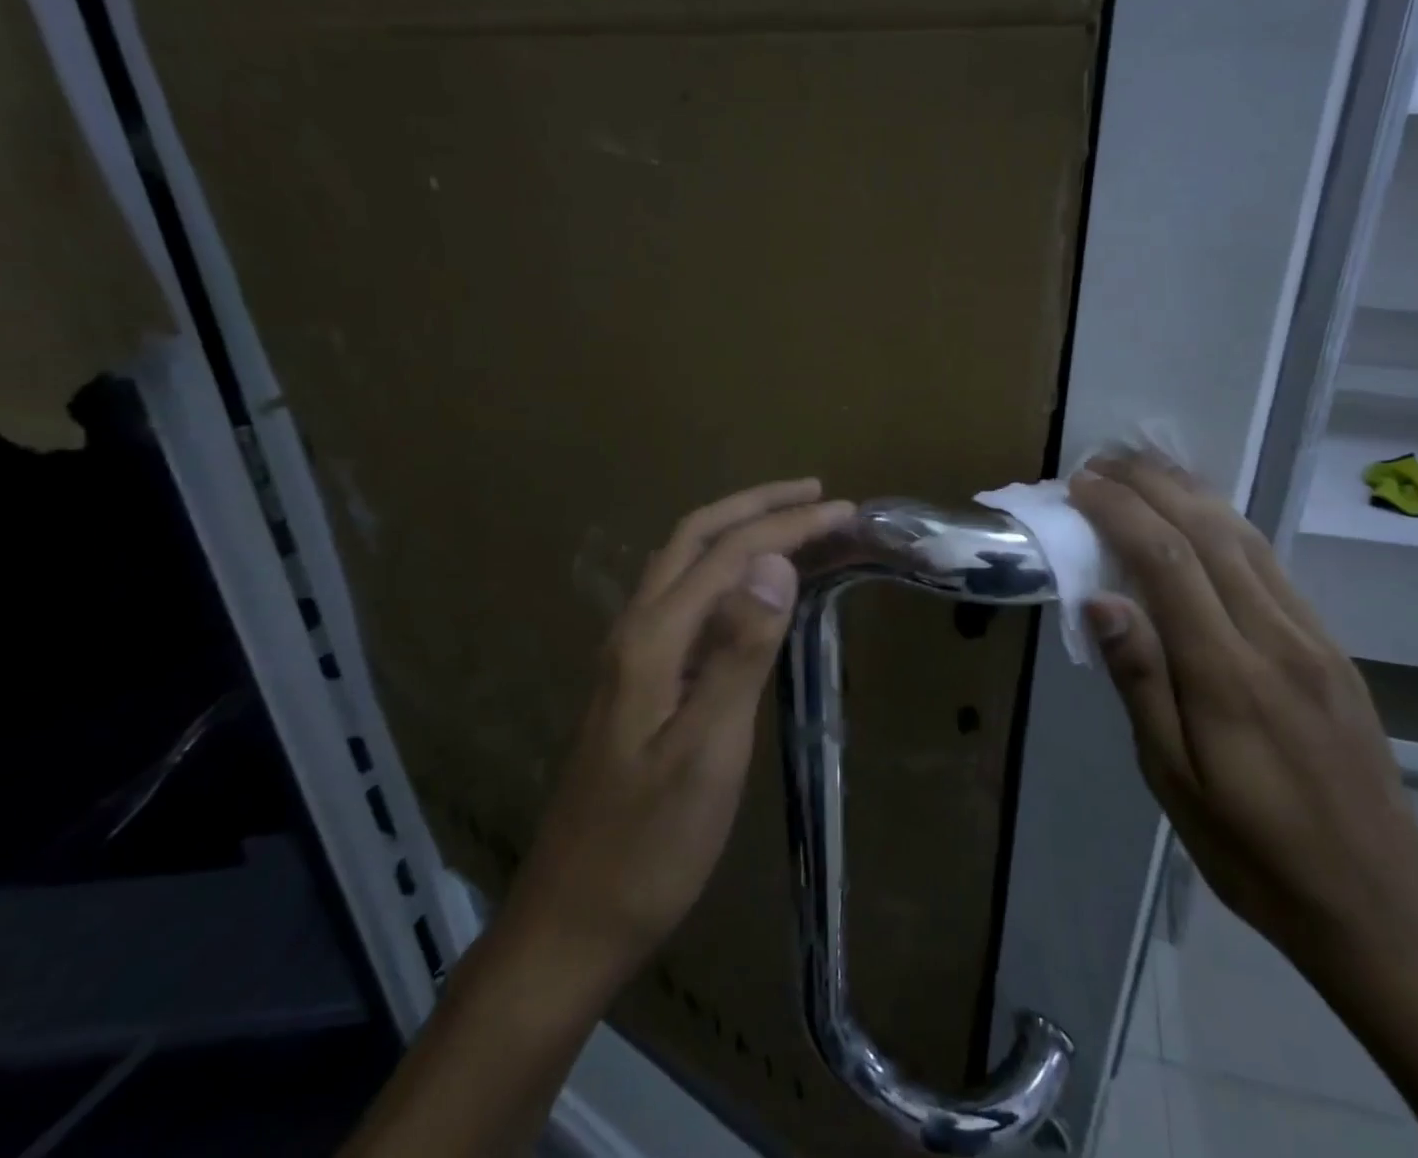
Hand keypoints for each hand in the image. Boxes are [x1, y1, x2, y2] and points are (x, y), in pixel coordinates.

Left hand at [493, 478, 854, 989]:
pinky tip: (752, 588)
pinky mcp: (640, 680)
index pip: (730, 553)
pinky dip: (726, 569)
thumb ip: (739, 653)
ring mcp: (633, 655)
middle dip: (756, 506)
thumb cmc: (649, 846)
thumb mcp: (707, 753)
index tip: (844, 510)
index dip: (789, 525)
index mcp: (653, 639)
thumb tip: (776, 563)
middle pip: (696, 538)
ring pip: (686, 564)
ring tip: (793, 524)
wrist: (572, 922)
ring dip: (739, 531)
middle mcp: (637, 630)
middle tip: (816, 495)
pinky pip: (688, 598)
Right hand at [1069, 453, 1417, 983]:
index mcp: (1228, 674)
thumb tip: (1099, 601)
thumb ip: (1141, 682)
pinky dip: (1227, 522)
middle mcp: (1275, 637)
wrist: (1381, 903)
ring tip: (1145, 466)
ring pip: (1246, 537)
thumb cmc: (1253, 851)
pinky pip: (1271, 563)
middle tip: (1103, 459)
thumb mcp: (1174, 781)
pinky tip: (1203, 515)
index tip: (1080, 485)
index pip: (1166, 561)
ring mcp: (1311, 636)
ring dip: (1190, 491)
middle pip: (1207, 532)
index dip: (1120, 511)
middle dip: (1152, 484)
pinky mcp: (1330, 646)